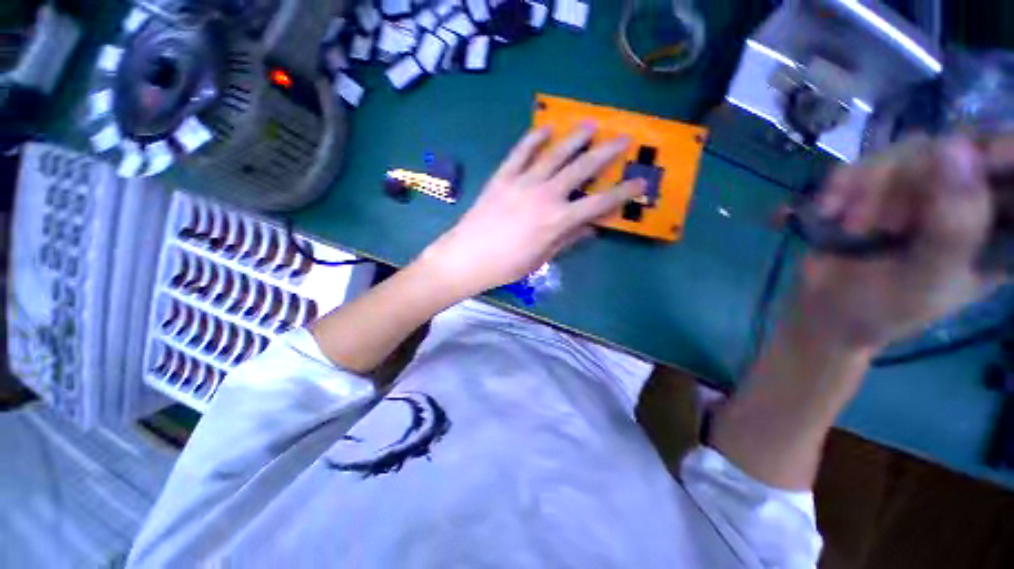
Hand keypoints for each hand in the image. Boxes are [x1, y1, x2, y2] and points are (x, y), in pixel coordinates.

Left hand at [418, 124, 645, 297]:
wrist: (468, 257)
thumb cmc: (507, 265)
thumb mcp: (542, 258)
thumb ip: (568, 239)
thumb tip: (591, 227)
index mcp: (557, 220)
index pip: (599, 203)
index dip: (623, 193)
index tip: (640, 182)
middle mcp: (545, 195)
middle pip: (582, 168)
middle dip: (606, 152)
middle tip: (623, 137)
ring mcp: (523, 182)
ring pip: (555, 153)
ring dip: (575, 137)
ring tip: (590, 124)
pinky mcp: (503, 177)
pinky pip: (520, 152)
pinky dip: (533, 139)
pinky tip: (545, 129)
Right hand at [797, 135, 1003, 351]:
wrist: (821, 310)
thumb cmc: (878, 309)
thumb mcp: (922, 279)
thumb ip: (952, 227)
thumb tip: (956, 147)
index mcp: (997, 231)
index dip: (1002, 153)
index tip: (961, 157)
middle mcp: (967, 201)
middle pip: (960, 151)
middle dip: (914, 183)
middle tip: (886, 226)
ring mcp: (924, 189)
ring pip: (910, 151)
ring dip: (872, 187)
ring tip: (852, 227)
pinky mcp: (883, 186)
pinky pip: (869, 160)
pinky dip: (845, 182)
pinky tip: (829, 209)